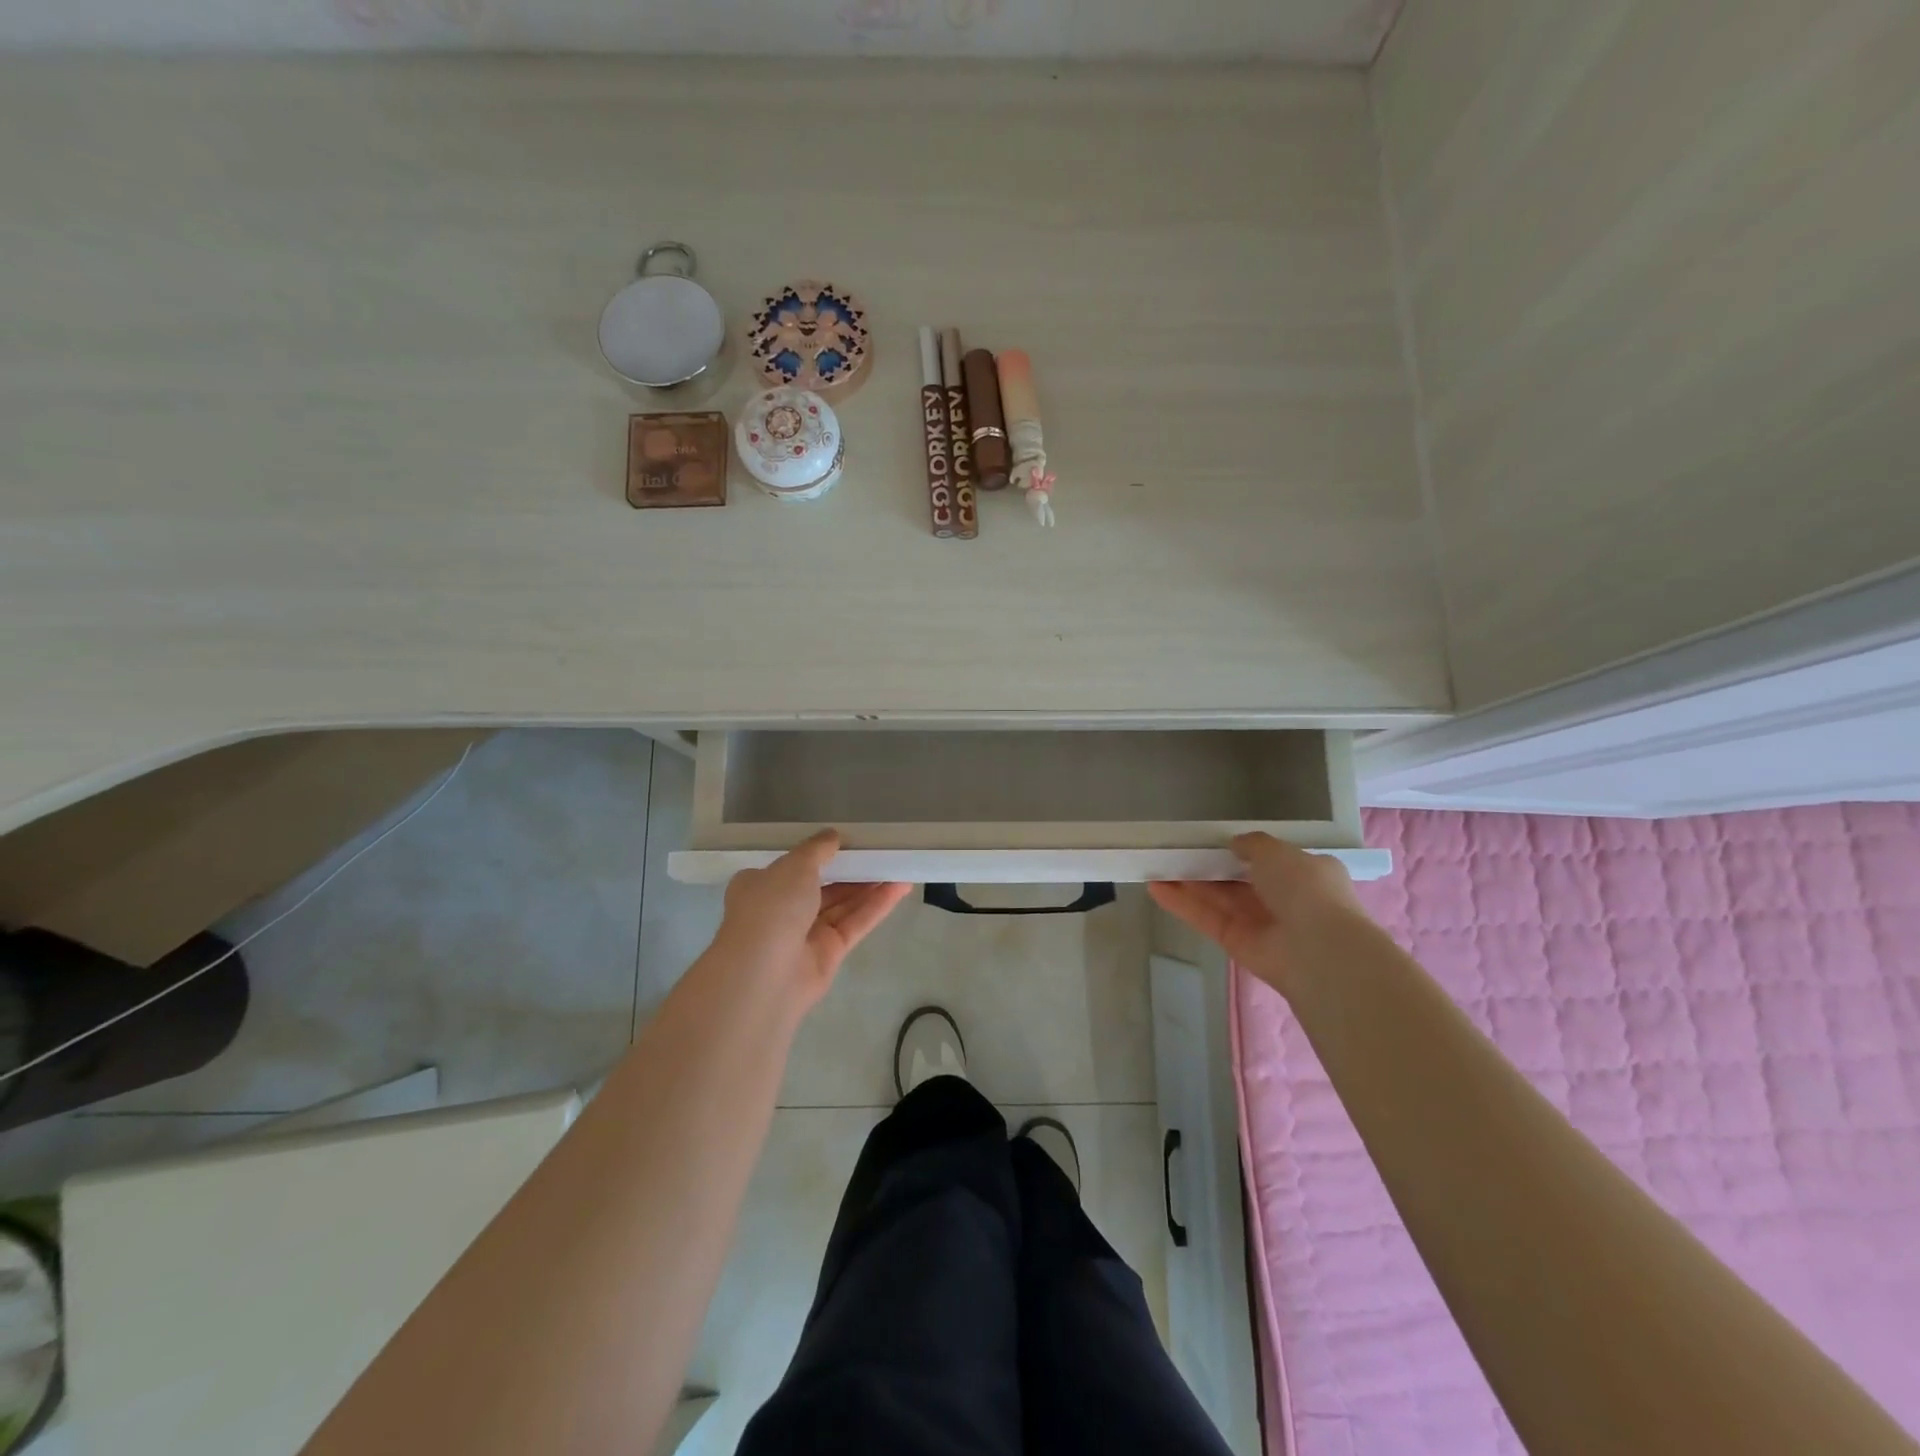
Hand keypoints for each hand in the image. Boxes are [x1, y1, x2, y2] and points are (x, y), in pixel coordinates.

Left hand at [712, 830, 911, 1015]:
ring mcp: (805, 934)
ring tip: (898, 865)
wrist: (764, 974)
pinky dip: (877, 906)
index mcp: (761, 886)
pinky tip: (900, 887)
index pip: (792, 867)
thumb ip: (817, 849)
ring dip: (869, 886)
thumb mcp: (794, 865)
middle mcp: (782, 910)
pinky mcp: (829, 953)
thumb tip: (833, 836)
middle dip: (850, 870)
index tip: (846, 842)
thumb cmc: (771, 908)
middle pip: (822, 886)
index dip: (819, 854)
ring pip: (842, 905)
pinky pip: (855, 923)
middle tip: (881, 852)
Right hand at [1147, 833, 1366, 996]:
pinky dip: (1183, 904)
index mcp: (1305, 873)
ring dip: (1189, 883)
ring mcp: (1259, 924)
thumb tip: (1234, 844)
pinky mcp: (1236, 944)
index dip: (1240, 851)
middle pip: (1237, 880)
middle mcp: (1283, 899)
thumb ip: (1252, 843)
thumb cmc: (1304, 889)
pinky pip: (1207, 918)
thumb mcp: (1278, 851)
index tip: (1211, 840)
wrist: (1317, 949)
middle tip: (1175, 851)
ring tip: (1155, 864)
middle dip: (1208, 866)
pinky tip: (1155, 887)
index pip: (1270, 860)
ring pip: (1218, 899)